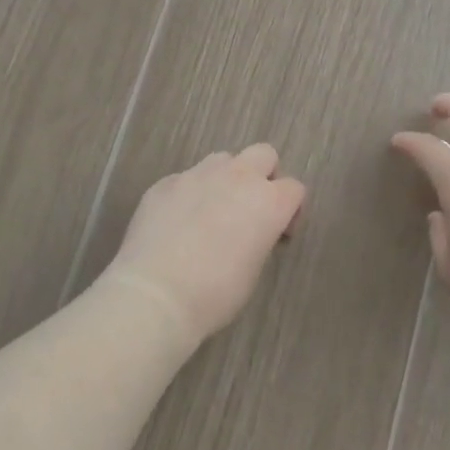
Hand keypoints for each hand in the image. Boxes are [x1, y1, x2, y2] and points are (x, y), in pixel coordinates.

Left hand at [104, 144, 306, 345]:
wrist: (154, 295)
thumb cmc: (214, 294)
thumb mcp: (252, 270)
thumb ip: (259, 238)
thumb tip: (249, 232)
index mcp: (268, 201)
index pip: (294, 188)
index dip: (291, 210)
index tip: (278, 235)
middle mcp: (237, 177)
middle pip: (263, 154)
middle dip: (263, 176)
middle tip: (250, 210)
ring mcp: (197, 175)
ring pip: (222, 159)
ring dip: (225, 178)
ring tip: (211, 212)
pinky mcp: (165, 183)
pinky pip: (186, 178)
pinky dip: (189, 194)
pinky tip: (176, 223)